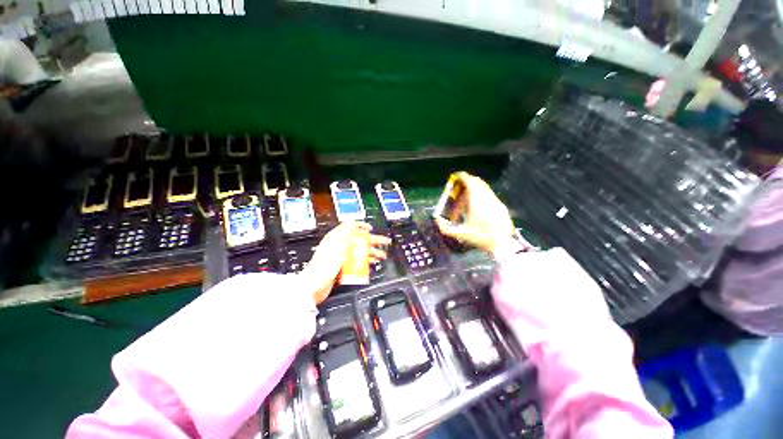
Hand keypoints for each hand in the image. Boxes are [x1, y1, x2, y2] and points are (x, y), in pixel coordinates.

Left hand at [300, 222, 390, 304]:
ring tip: (382, 255)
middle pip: (359, 240)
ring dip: (371, 252)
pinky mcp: (342, 267)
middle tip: (384, 243)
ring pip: (359, 252)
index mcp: (336, 238)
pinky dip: (365, 262)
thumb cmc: (323, 265)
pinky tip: (372, 263)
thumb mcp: (336, 244)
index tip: (371, 228)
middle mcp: (339, 246)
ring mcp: (341, 257)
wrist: (314, 285)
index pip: (351, 227)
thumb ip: (345, 232)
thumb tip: (353, 221)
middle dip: (373, 241)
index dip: (362, 226)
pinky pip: (356, 262)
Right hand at [435, 172, 515, 255]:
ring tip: (464, 198)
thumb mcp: (460, 234)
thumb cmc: (481, 237)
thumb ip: (445, 228)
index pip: (470, 181)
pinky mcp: (501, 206)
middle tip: (457, 188)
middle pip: (477, 182)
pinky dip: (480, 195)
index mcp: (477, 200)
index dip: (462, 177)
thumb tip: (437, 220)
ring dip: (473, 189)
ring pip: (484, 188)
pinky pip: (488, 194)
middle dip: (466, 182)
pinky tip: (475, 206)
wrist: (504, 244)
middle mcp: (487, 197)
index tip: (455, 177)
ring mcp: (495, 200)